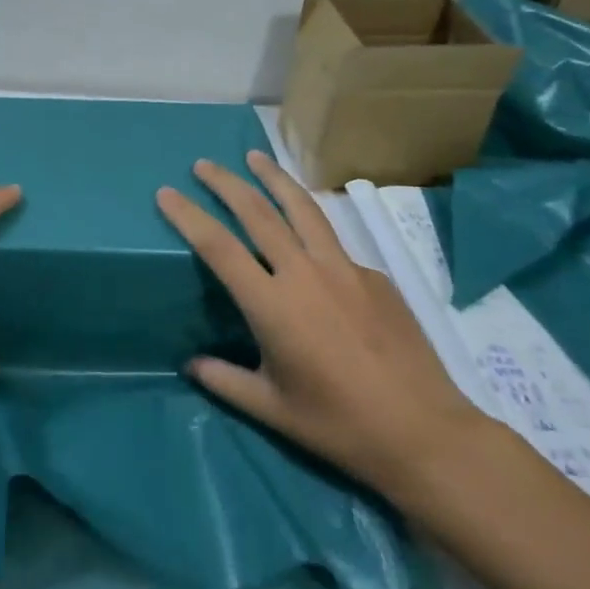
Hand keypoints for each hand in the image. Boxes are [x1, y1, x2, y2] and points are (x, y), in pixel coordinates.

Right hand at [157, 150, 488, 509]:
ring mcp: (344, 268)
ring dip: (274, 178)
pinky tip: (308, 236)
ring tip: (255, 157)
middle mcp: (304, 273)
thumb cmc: (339, 426)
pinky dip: (311, 224)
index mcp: (272, 305)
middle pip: (258, 211)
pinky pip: (332, 240)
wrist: (423, 431)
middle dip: (226, 182)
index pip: (219, 246)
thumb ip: (225, 381)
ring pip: (302, 207)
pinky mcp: (373, 274)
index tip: (166, 193)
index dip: (188, 216)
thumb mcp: (272, 410)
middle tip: (203, 164)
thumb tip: (190, 364)